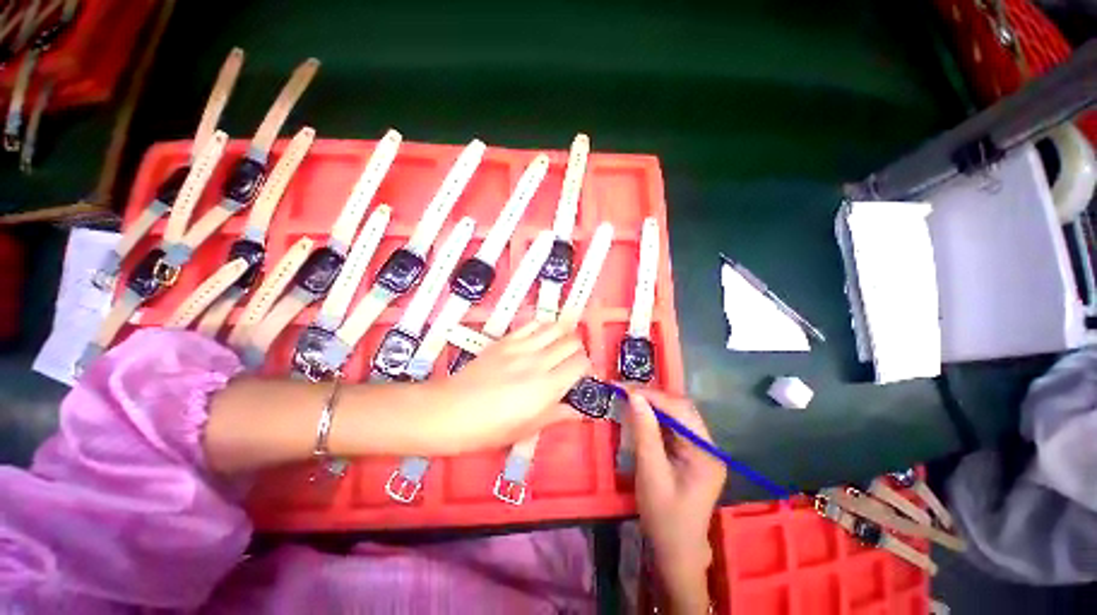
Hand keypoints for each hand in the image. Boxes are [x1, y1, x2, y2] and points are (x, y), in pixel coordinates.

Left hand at [415, 321, 591, 454]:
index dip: (586, 368)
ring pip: (555, 327)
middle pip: (572, 342)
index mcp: (546, 387)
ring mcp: (521, 347)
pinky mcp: (506, 340)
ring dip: (563, 335)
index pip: (580, 363)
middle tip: (570, 362)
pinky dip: (543, 327)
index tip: (580, 376)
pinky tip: (540, 337)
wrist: (450, 411)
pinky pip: (532, 324)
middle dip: (577, 350)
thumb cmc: (489, 428)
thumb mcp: (527, 429)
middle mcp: (538, 361)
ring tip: (558, 346)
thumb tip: (580, 412)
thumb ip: (557, 415)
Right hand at [627, 388, 725, 612]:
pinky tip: (641, 414)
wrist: (677, 552)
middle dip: (653, 396)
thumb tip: (635, 397)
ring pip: (678, 415)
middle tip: (625, 390)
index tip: (624, 388)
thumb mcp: (651, 473)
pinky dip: (656, 417)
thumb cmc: (664, 517)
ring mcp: (702, 450)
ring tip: (630, 397)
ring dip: (654, 404)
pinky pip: (674, 426)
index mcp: (705, 454)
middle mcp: (709, 447)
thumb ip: (645, 432)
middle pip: (682, 409)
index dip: (652, 396)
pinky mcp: (692, 454)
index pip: (680, 411)